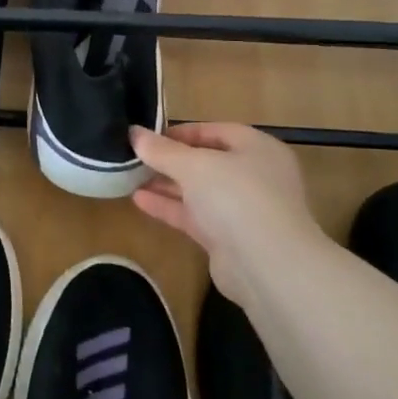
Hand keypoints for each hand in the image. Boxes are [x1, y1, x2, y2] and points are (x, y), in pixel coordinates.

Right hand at [130, 123, 320, 288]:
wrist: (267, 266)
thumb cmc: (236, 197)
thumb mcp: (193, 165)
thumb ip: (162, 150)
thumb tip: (134, 133)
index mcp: (257, 149)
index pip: (215, 131)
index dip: (181, 132)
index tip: (148, 136)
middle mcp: (254, 176)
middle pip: (206, 161)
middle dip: (170, 160)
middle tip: (134, 157)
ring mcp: (243, 210)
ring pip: (199, 191)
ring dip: (166, 184)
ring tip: (129, 177)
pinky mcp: (229, 239)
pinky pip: (195, 216)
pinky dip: (170, 207)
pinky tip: (139, 200)